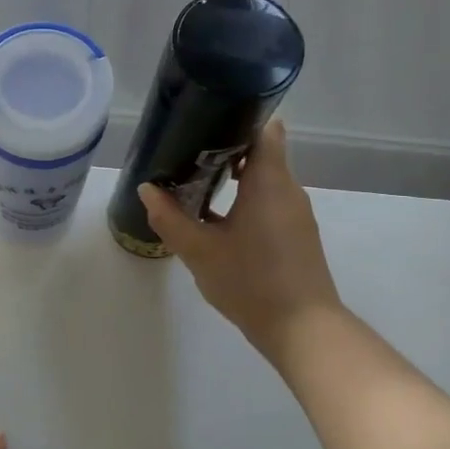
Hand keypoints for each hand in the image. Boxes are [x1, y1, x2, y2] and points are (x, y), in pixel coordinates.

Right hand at [139, 119, 341, 363]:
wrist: (302, 329)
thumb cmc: (250, 281)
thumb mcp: (199, 251)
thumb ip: (169, 218)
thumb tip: (147, 189)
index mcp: (269, 181)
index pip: (263, 128)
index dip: (236, 119)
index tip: (204, 123)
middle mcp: (288, 189)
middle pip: (261, 152)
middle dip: (225, 149)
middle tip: (186, 154)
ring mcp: (295, 214)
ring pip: (265, 179)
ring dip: (233, 177)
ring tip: (194, 184)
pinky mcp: (296, 235)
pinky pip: (269, 202)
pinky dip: (245, 200)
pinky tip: (216, 219)